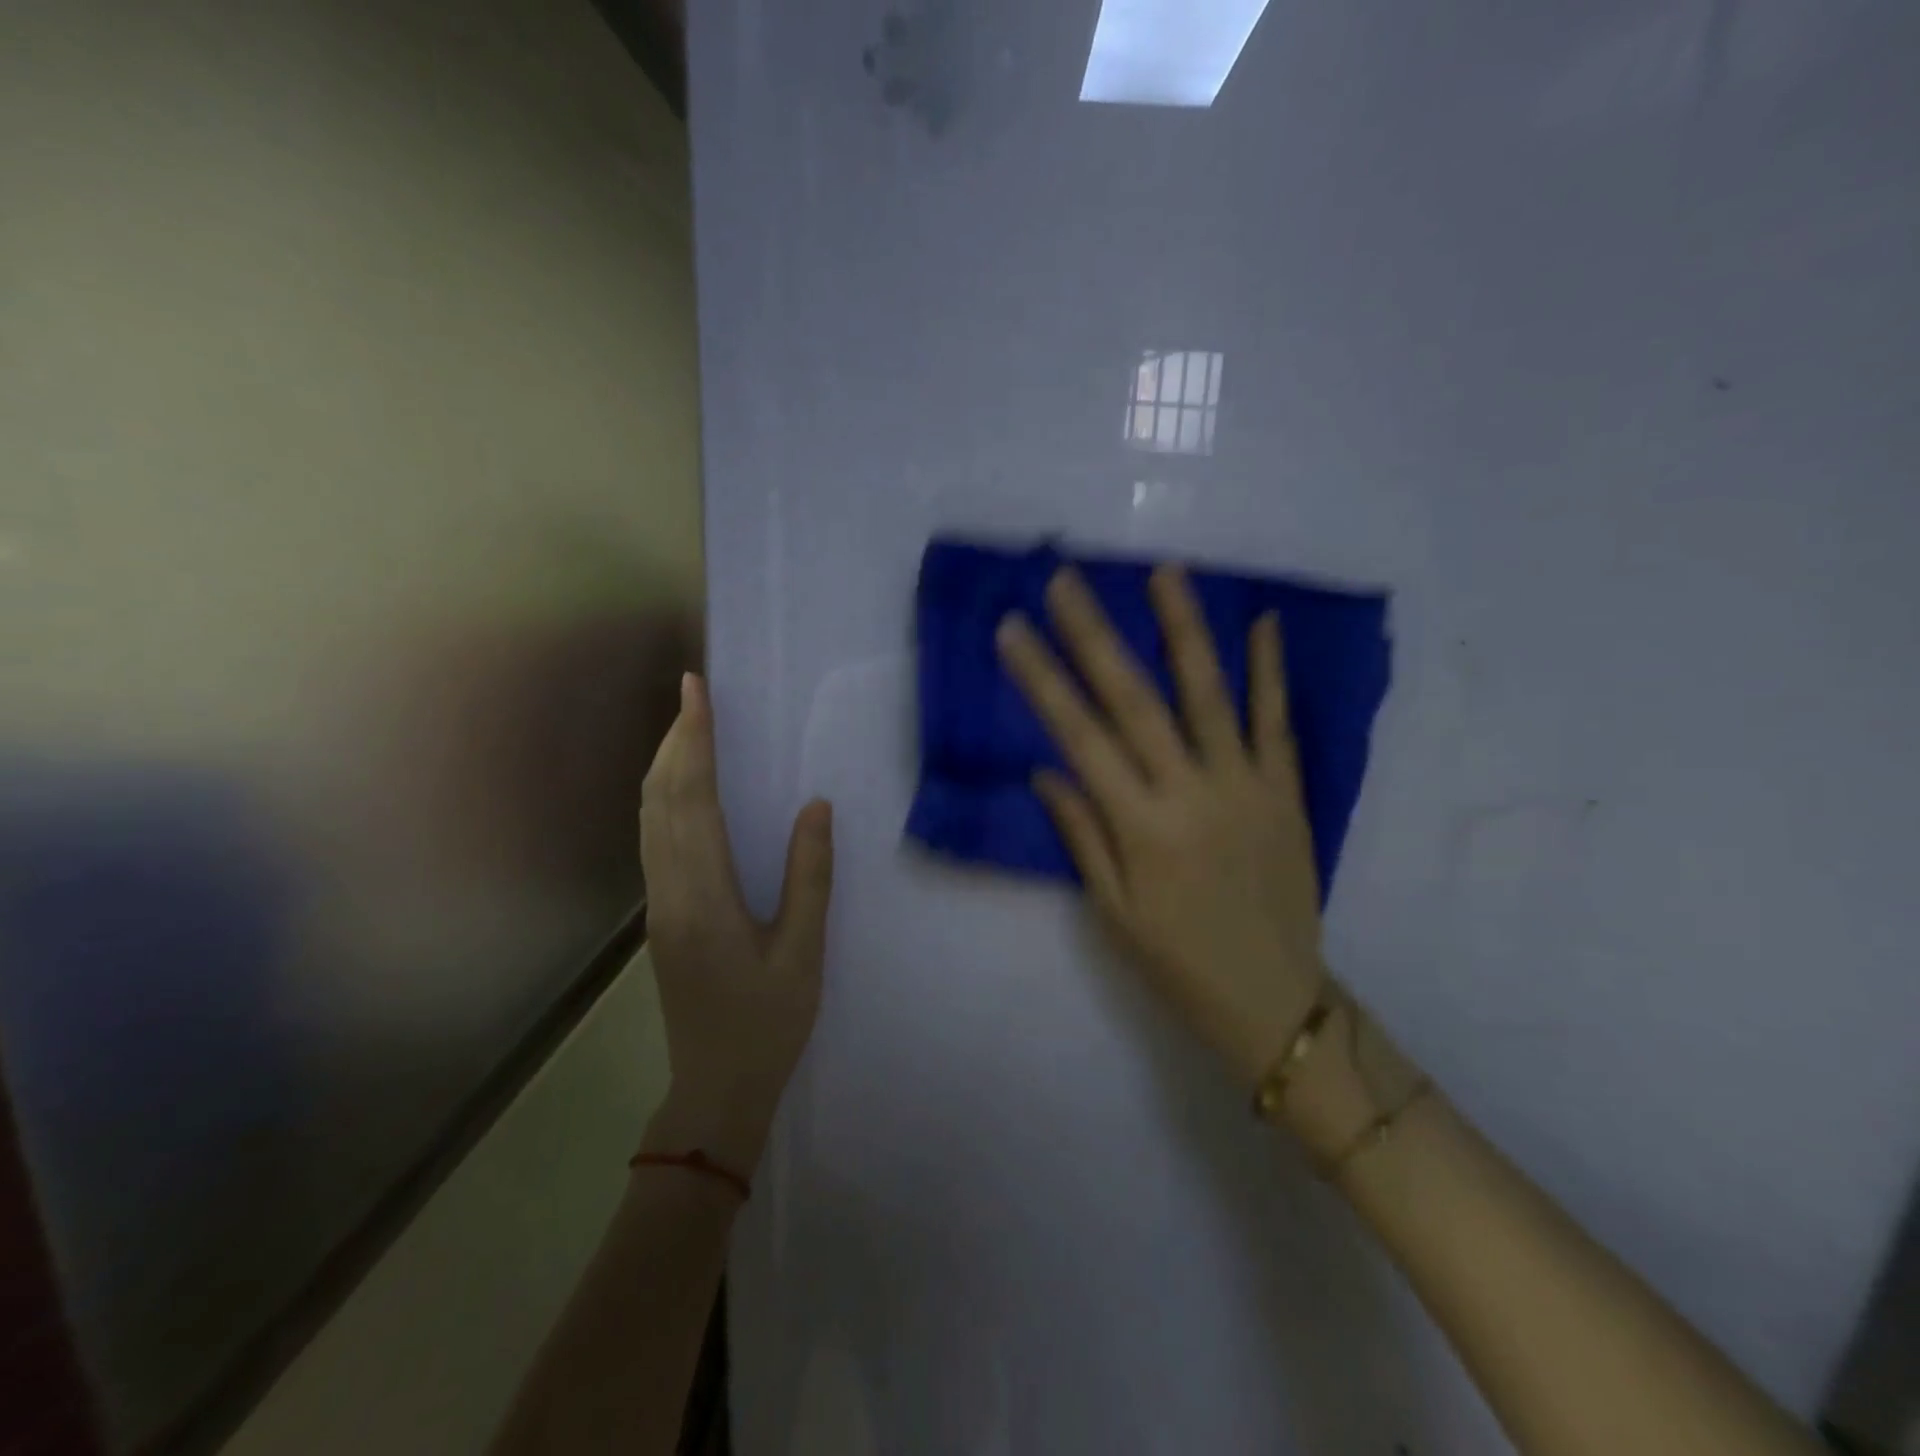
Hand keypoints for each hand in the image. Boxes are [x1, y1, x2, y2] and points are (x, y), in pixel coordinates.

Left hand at [638, 673, 833, 1171]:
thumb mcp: (803, 953)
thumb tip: (815, 807)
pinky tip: (684, 787)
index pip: (693, 800)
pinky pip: (654, 838)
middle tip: (695, 693)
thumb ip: (810, 877)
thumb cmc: (768, 1024)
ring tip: (689, 726)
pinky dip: (665, 797)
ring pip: (649, 817)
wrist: (716, 1088)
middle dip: (676, 740)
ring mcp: (658, 904)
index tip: (698, 691)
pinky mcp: (661, 914)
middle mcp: (669, 891)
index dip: (695, 741)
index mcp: (704, 896)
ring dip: (665, 765)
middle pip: (660, 799)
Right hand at [996, 566, 1324, 1088]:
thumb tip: (1046, 769)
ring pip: (1209, 694)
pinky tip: (1263, 623)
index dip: (1042, 679)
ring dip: (1183, 629)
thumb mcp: (1113, 912)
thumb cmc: (1178, 963)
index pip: (1079, 736)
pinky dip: (1270, 671)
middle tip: (1065, 581)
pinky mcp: (1286, 791)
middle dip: (1094, 636)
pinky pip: (1276, 722)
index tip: (1014, 630)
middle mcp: (1190, 793)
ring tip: (1163, 573)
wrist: (1275, 1001)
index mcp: (1140, 827)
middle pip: (1134, 700)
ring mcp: (1245, 786)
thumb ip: (1082, 833)